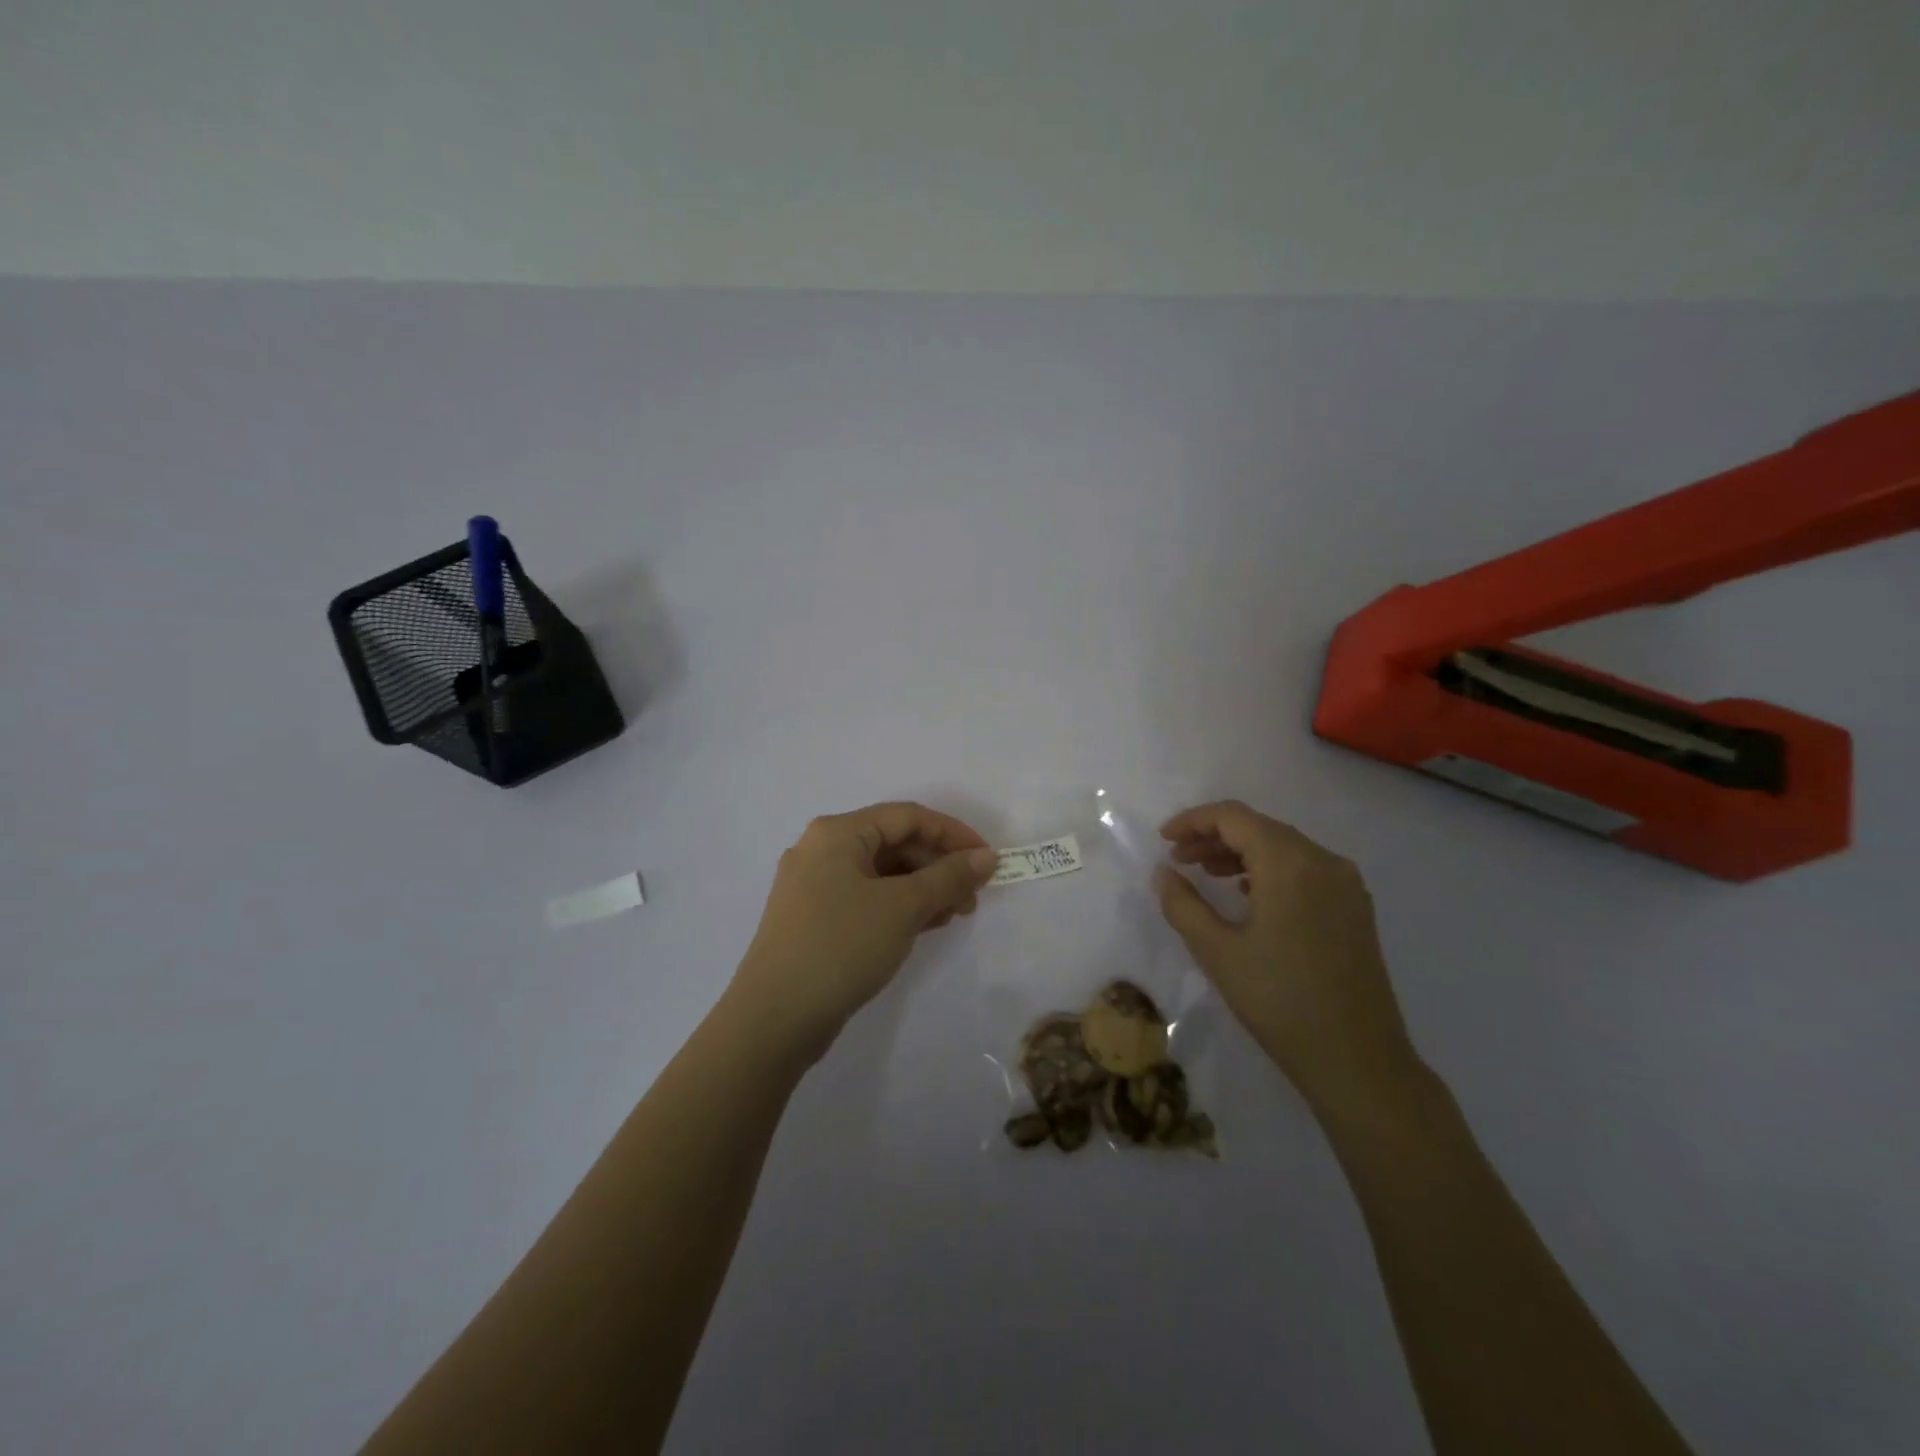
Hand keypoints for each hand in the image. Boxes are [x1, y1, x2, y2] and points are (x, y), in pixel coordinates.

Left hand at [730, 802, 998, 1061]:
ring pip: (881, 873)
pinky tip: (924, 926)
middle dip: (938, 866)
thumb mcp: (903, 907)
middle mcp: (821, 849)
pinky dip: (898, 906)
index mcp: (837, 833)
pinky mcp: (814, 918)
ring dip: (922, 888)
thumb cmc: (841, 946)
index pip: (907, 817)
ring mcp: (813, 885)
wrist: (774, 1019)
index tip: (987, 860)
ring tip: (954, 915)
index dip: (953, 834)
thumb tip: (986, 857)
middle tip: (972, 897)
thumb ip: (948, 877)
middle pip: (893, 843)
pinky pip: (866, 898)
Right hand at [1154, 800, 1423, 1121]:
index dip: (1193, 821)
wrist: (1358, 1061)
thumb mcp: (1216, 951)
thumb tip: (1163, 872)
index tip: (1163, 841)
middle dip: (1214, 837)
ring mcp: (1346, 884)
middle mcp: (1324, 861)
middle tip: (1178, 860)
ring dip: (1241, 852)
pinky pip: (1305, 869)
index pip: (1234, 817)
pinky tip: (1248, 894)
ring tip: (1206, 874)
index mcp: (1290, 863)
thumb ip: (1182, 903)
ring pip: (1284, 847)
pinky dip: (1269, 870)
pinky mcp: (1355, 908)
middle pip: (1260, 827)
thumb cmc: (1279, 1002)